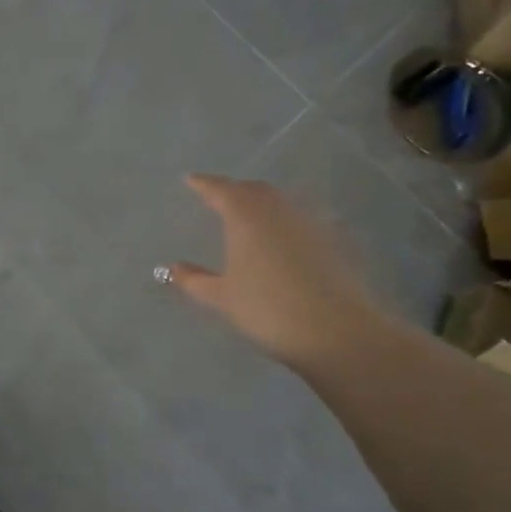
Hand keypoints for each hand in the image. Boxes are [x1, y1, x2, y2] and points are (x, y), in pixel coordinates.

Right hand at [168, 174, 392, 369]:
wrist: (337, 331)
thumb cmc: (268, 310)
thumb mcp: (223, 298)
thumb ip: (195, 280)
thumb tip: (173, 267)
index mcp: (245, 217)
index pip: (221, 190)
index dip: (204, 184)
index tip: (191, 180)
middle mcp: (277, 211)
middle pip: (253, 190)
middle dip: (234, 190)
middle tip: (218, 198)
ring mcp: (308, 223)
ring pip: (279, 202)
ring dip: (260, 203)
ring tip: (247, 217)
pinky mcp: (331, 241)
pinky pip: (299, 220)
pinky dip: (283, 222)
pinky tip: (280, 240)